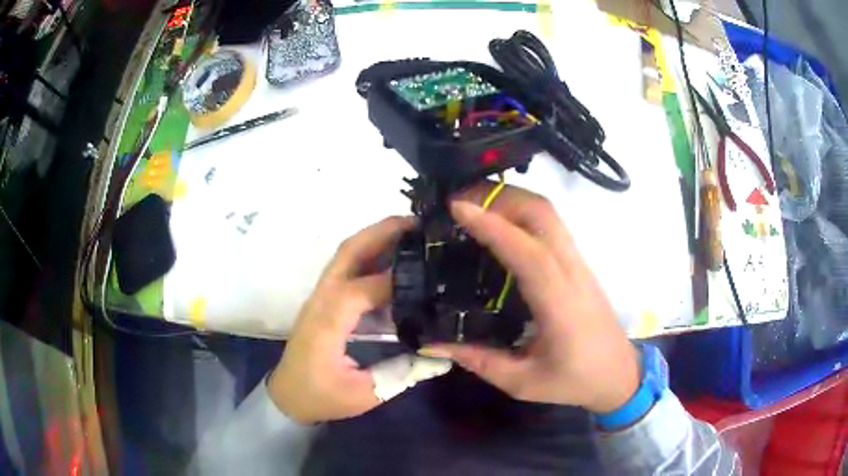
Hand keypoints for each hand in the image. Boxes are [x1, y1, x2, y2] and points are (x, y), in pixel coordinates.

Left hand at [268, 216, 414, 423]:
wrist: (287, 395)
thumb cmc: (321, 396)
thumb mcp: (363, 395)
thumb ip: (402, 373)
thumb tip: (441, 355)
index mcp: (326, 324)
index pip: (360, 290)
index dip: (394, 279)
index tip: (429, 273)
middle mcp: (321, 301)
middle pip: (347, 253)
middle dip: (381, 233)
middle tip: (418, 224)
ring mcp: (320, 298)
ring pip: (346, 256)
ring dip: (376, 239)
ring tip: (412, 234)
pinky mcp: (325, 301)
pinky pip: (347, 269)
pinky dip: (371, 257)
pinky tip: (395, 262)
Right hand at [430, 185, 639, 413]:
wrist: (619, 374)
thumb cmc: (574, 380)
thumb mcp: (522, 382)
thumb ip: (478, 361)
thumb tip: (432, 342)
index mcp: (559, 304)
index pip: (528, 252)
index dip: (493, 225)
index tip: (457, 208)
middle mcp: (572, 272)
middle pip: (543, 214)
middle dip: (500, 196)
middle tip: (459, 200)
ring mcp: (578, 263)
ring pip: (548, 214)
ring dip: (511, 200)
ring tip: (474, 205)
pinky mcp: (578, 263)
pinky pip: (551, 225)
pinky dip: (522, 212)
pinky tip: (500, 224)